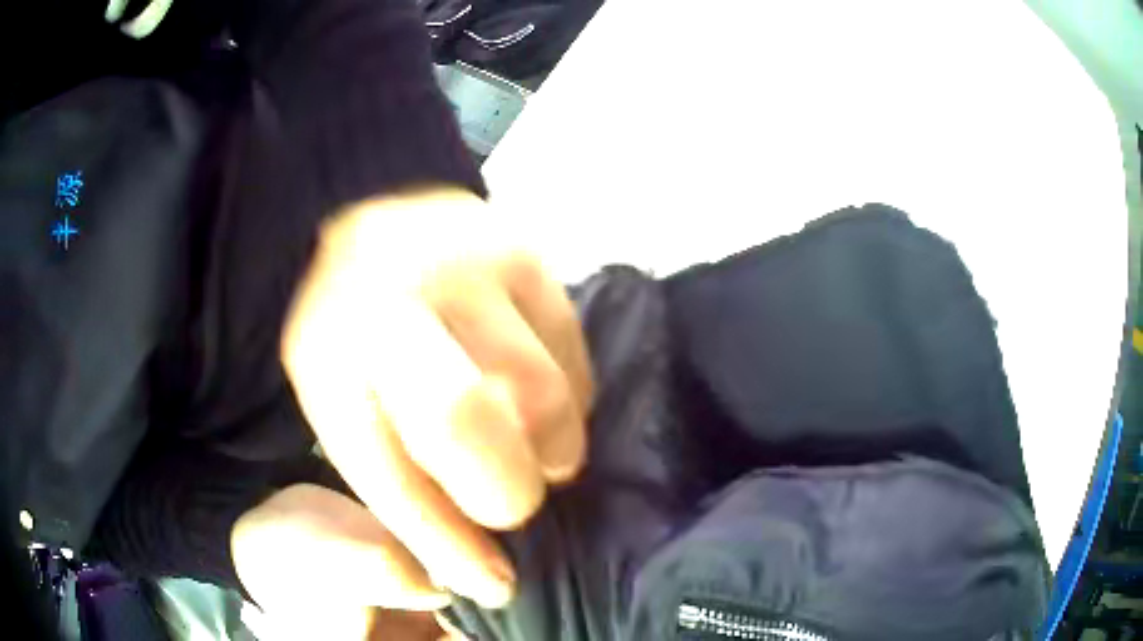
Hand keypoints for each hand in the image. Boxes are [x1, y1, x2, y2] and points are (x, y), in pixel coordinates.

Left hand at [231, 188, 592, 630]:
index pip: (389, 471)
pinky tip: (541, 399)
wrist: (380, 232)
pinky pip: (572, 355)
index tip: (493, 582)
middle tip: (514, 503)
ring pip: (540, 394)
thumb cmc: (358, 340)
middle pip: (465, 419)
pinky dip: (569, 398)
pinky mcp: (524, 252)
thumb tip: (482, 571)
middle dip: (505, 489)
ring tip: (536, 454)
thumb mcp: (346, 415)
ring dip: (551, 447)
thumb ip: (401, 486)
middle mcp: (386, 302)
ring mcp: (462, 265)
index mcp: (327, 357)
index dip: (447, 543)